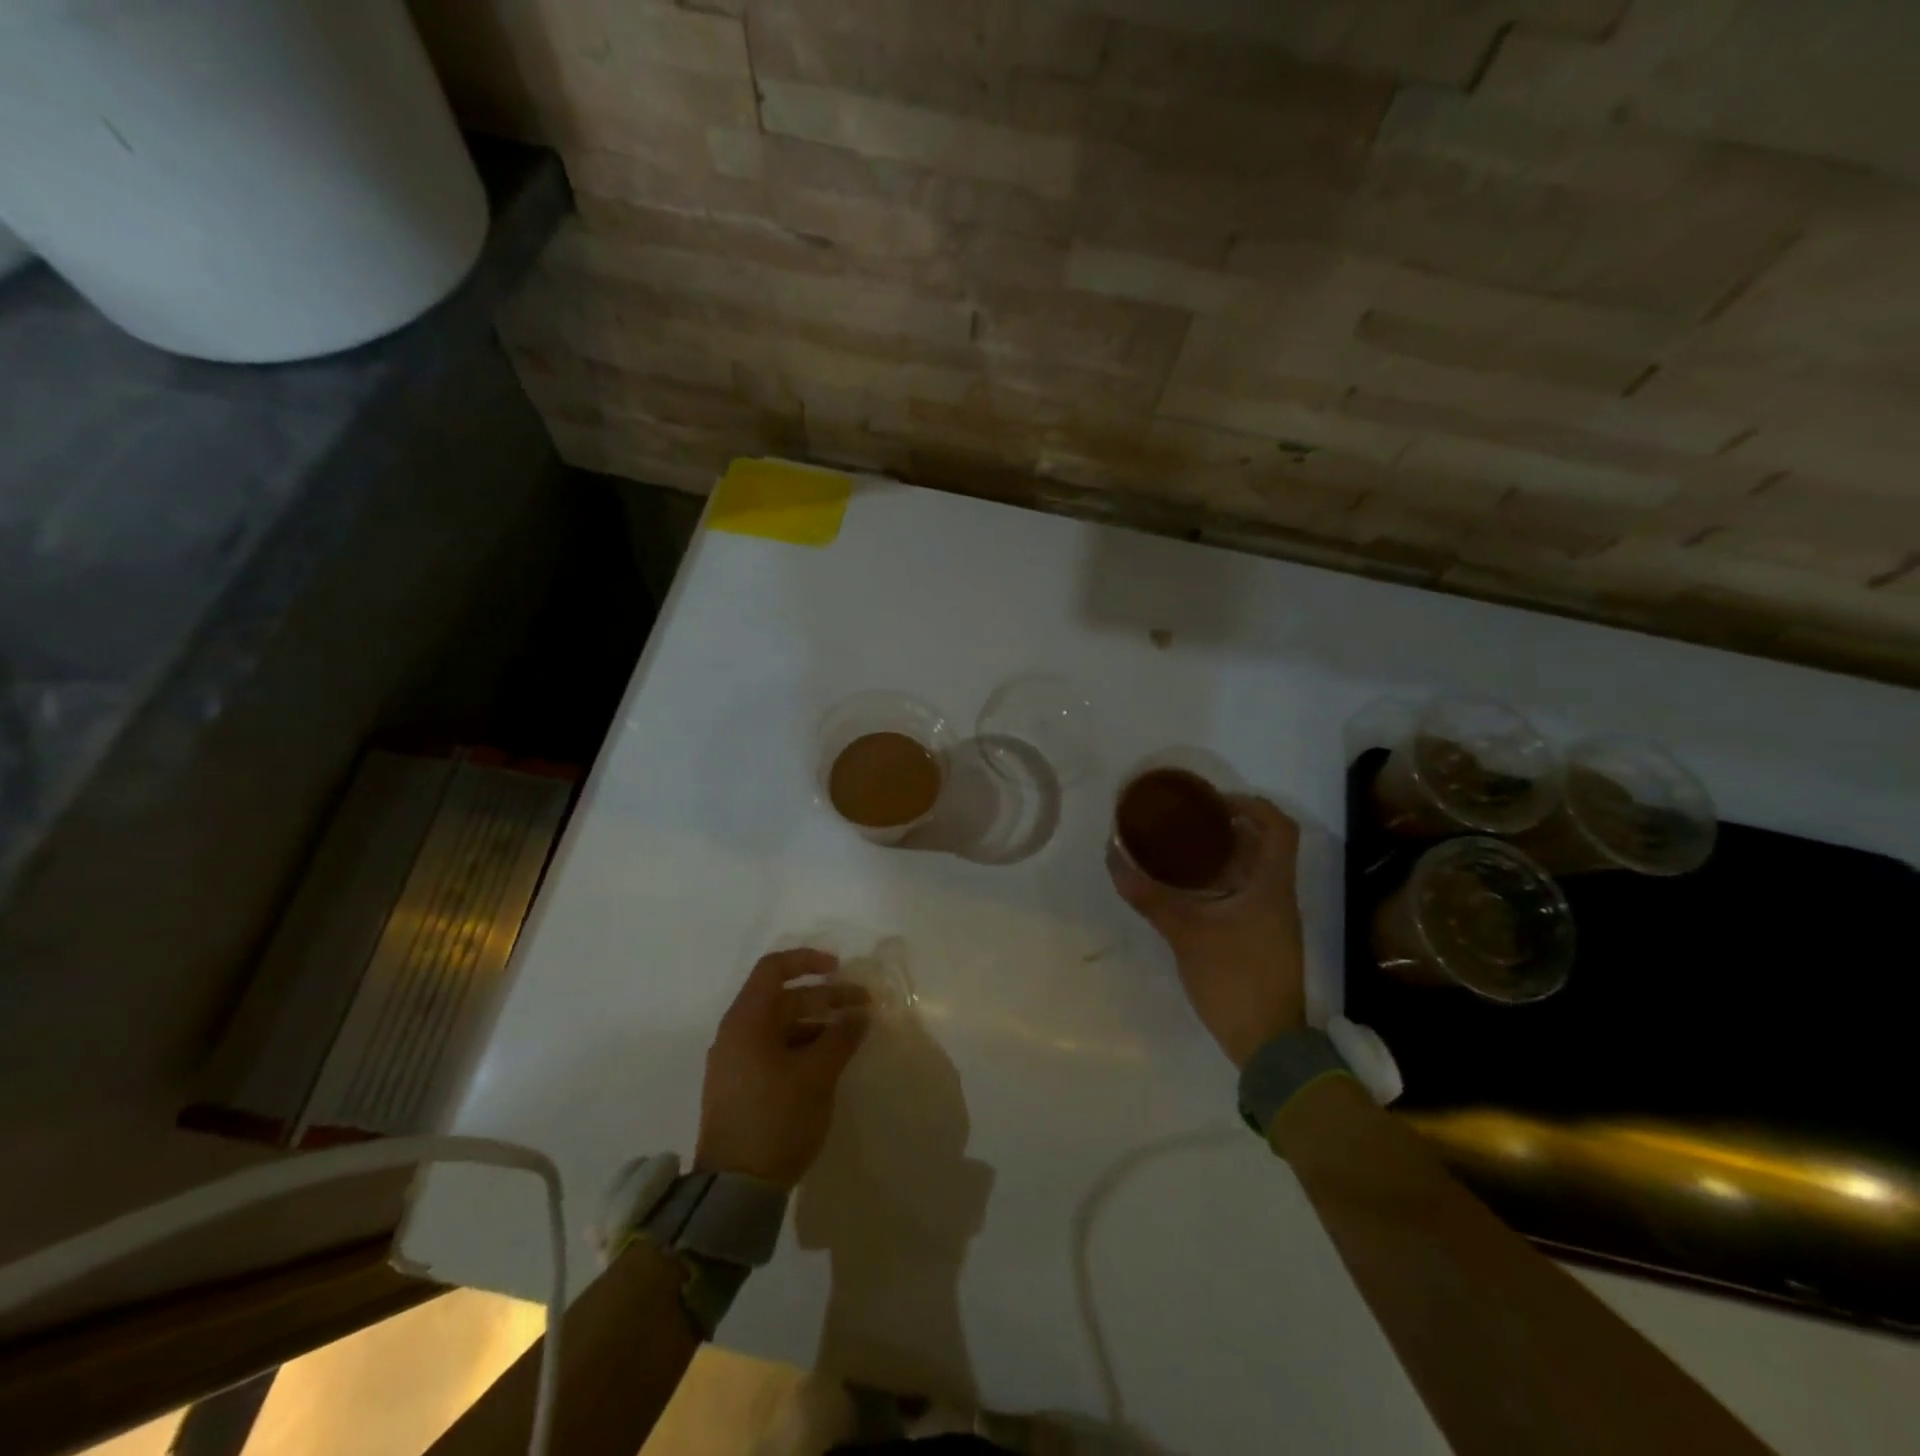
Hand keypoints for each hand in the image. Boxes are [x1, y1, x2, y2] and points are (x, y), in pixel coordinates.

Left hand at [695, 949, 871, 1188]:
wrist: (735, 1191)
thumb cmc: (777, 1119)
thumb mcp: (817, 1075)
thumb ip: (841, 1037)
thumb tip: (861, 1013)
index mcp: (746, 1021)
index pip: (774, 969)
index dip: (807, 961)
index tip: (840, 968)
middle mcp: (736, 1034)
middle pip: (783, 999)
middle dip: (825, 998)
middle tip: (863, 1007)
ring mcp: (736, 1063)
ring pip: (781, 1027)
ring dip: (817, 1025)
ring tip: (851, 1037)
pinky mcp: (742, 1088)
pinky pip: (775, 1051)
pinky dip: (803, 1047)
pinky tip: (829, 1062)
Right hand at [1109, 796, 1307, 1067]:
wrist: (1267, 1044)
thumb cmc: (1234, 978)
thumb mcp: (1185, 933)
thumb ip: (1149, 895)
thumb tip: (1114, 857)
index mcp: (1272, 885)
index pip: (1279, 826)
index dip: (1250, 804)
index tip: (1212, 802)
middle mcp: (1278, 896)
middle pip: (1263, 845)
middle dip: (1226, 827)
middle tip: (1184, 822)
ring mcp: (1273, 920)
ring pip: (1253, 872)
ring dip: (1222, 856)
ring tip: (1179, 849)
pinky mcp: (1262, 939)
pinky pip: (1244, 895)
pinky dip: (1220, 883)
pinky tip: (1187, 890)